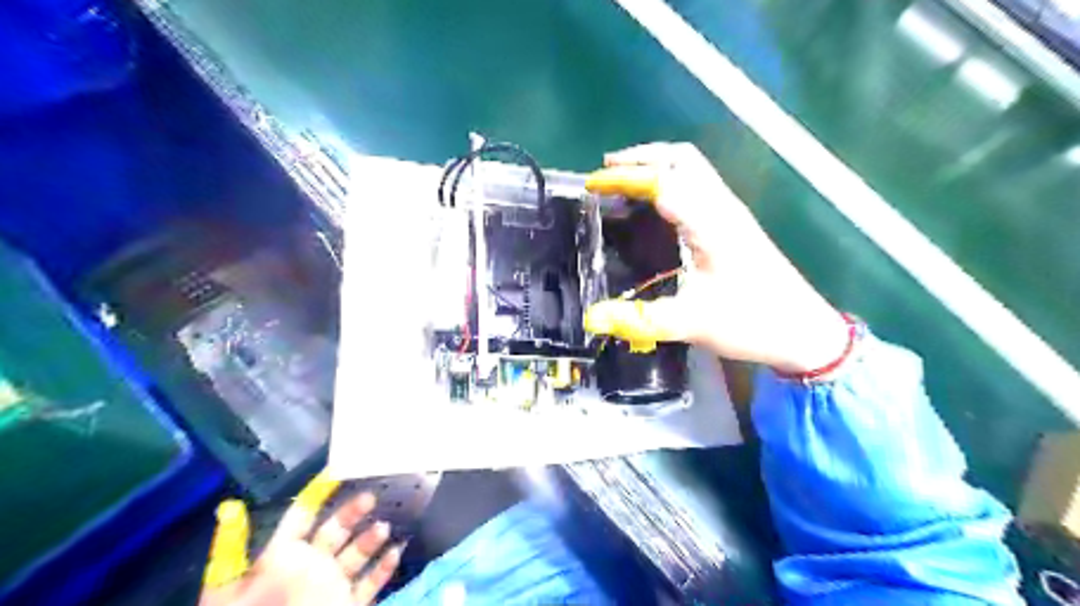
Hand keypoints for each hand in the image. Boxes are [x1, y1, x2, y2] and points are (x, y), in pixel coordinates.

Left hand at [199, 473, 397, 605]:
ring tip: (382, 527)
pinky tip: (396, 551)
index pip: (301, 518)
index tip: (338, 471)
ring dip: (370, 538)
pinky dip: (384, 568)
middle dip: (352, 511)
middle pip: (335, 530)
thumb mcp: (228, 588)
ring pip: (356, 553)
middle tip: (370, 497)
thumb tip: (229, 508)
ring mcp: (331, 587)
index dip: (317, 495)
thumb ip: (233, 548)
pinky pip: (370, 584)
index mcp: (281, 558)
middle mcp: (309, 567)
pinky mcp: (349, 605)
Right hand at [583, 142, 853, 374]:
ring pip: (693, 168)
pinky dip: (670, 180)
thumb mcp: (692, 324)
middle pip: (682, 159)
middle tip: (605, 172)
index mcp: (711, 224)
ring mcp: (731, 213)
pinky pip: (698, 184)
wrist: (804, 331)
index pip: (663, 181)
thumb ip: (640, 319)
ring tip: (622, 180)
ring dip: (656, 164)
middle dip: (641, 157)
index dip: (625, 177)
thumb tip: (591, 318)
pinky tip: (654, 203)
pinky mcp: (734, 224)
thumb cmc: (752, 322)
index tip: (592, 185)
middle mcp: (722, 208)